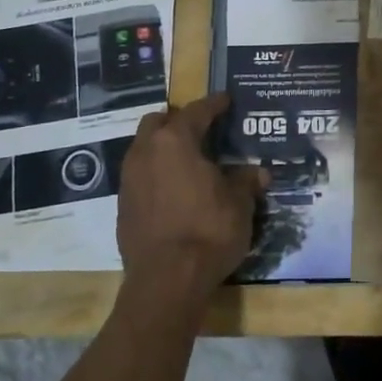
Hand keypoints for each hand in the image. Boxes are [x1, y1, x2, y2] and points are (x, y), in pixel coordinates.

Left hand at [115, 93, 265, 310]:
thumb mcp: (239, 204)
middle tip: (201, 129)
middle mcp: (146, 152)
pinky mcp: (122, 206)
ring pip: (144, 148)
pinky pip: (139, 176)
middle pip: (159, 123)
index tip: (226, 100)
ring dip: (163, 147)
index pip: (197, 111)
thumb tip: (259, 173)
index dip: (214, 104)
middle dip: (178, 121)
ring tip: (187, 159)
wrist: (166, 280)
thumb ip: (246, 182)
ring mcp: (129, 180)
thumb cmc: (209, 231)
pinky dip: (155, 174)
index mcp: (176, 141)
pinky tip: (174, 189)